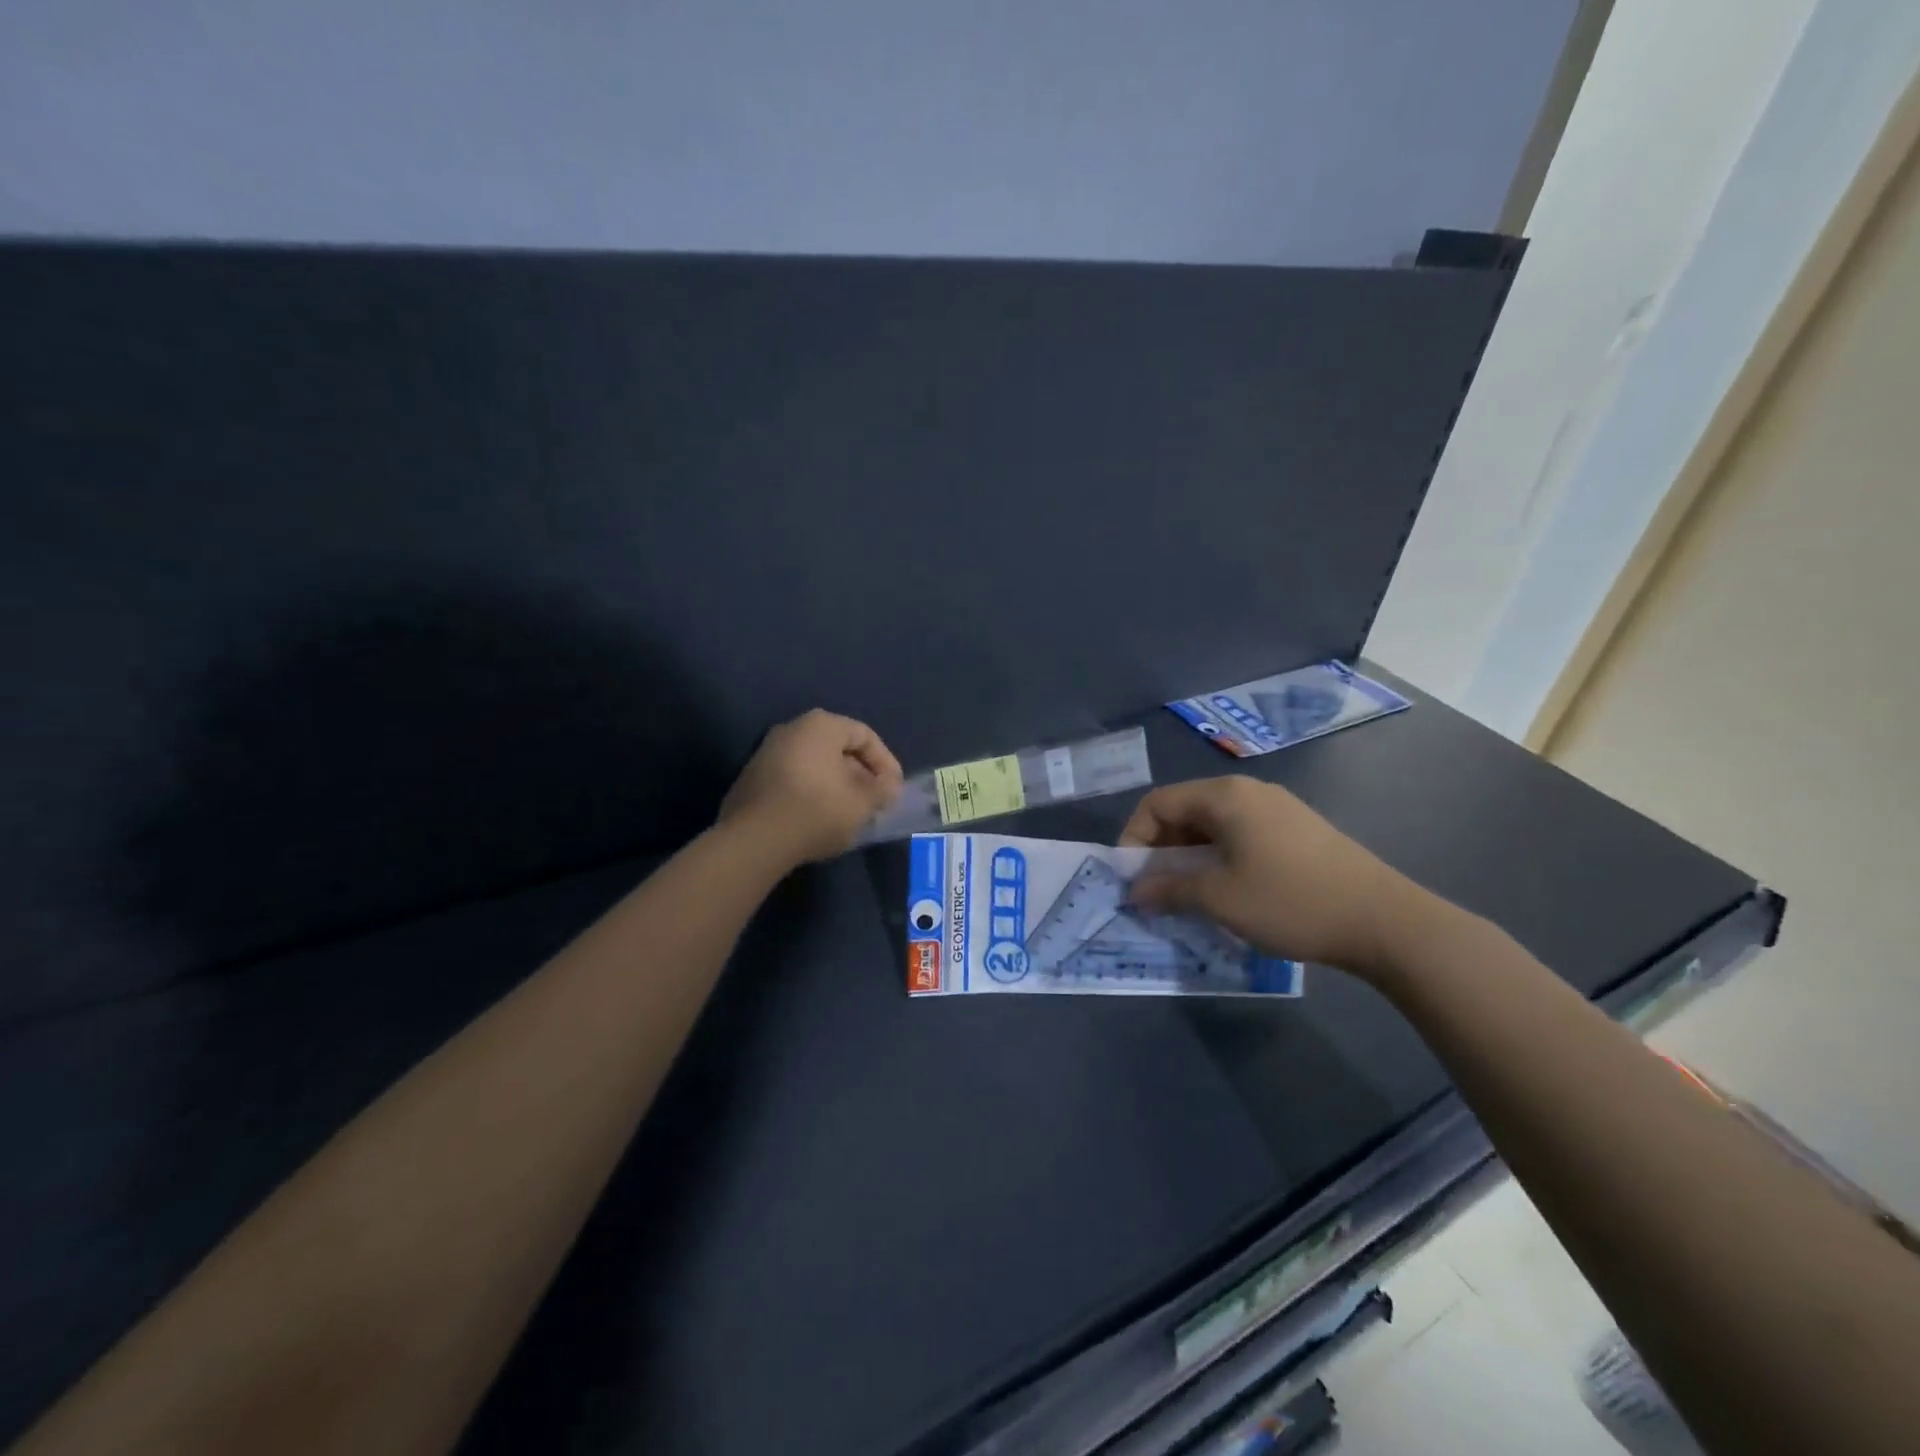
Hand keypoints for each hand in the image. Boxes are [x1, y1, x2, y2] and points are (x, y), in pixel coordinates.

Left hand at [719, 709, 904, 865]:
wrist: (754, 840)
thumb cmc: (817, 810)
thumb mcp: (862, 803)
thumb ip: (882, 790)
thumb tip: (888, 786)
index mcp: (820, 726)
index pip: (864, 735)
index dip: (886, 763)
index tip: (894, 791)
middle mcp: (791, 729)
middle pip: (838, 748)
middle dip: (861, 775)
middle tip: (874, 802)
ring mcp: (767, 753)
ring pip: (815, 764)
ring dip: (838, 785)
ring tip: (851, 813)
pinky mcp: (752, 779)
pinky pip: (794, 779)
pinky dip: (813, 793)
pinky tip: (821, 819)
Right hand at [1119, 776, 1433, 979]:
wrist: (1383, 920)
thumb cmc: (1289, 901)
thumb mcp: (1219, 898)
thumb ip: (1168, 888)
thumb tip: (1135, 891)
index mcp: (1224, 796)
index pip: (1157, 803)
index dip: (1134, 838)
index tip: (1132, 879)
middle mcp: (1248, 791)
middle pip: (1184, 811)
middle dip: (1161, 850)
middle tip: (1157, 891)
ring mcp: (1277, 808)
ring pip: (1213, 826)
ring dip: (1190, 858)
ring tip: (1188, 896)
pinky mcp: (1297, 830)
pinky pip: (1240, 835)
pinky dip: (1220, 859)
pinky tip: (1228, 892)